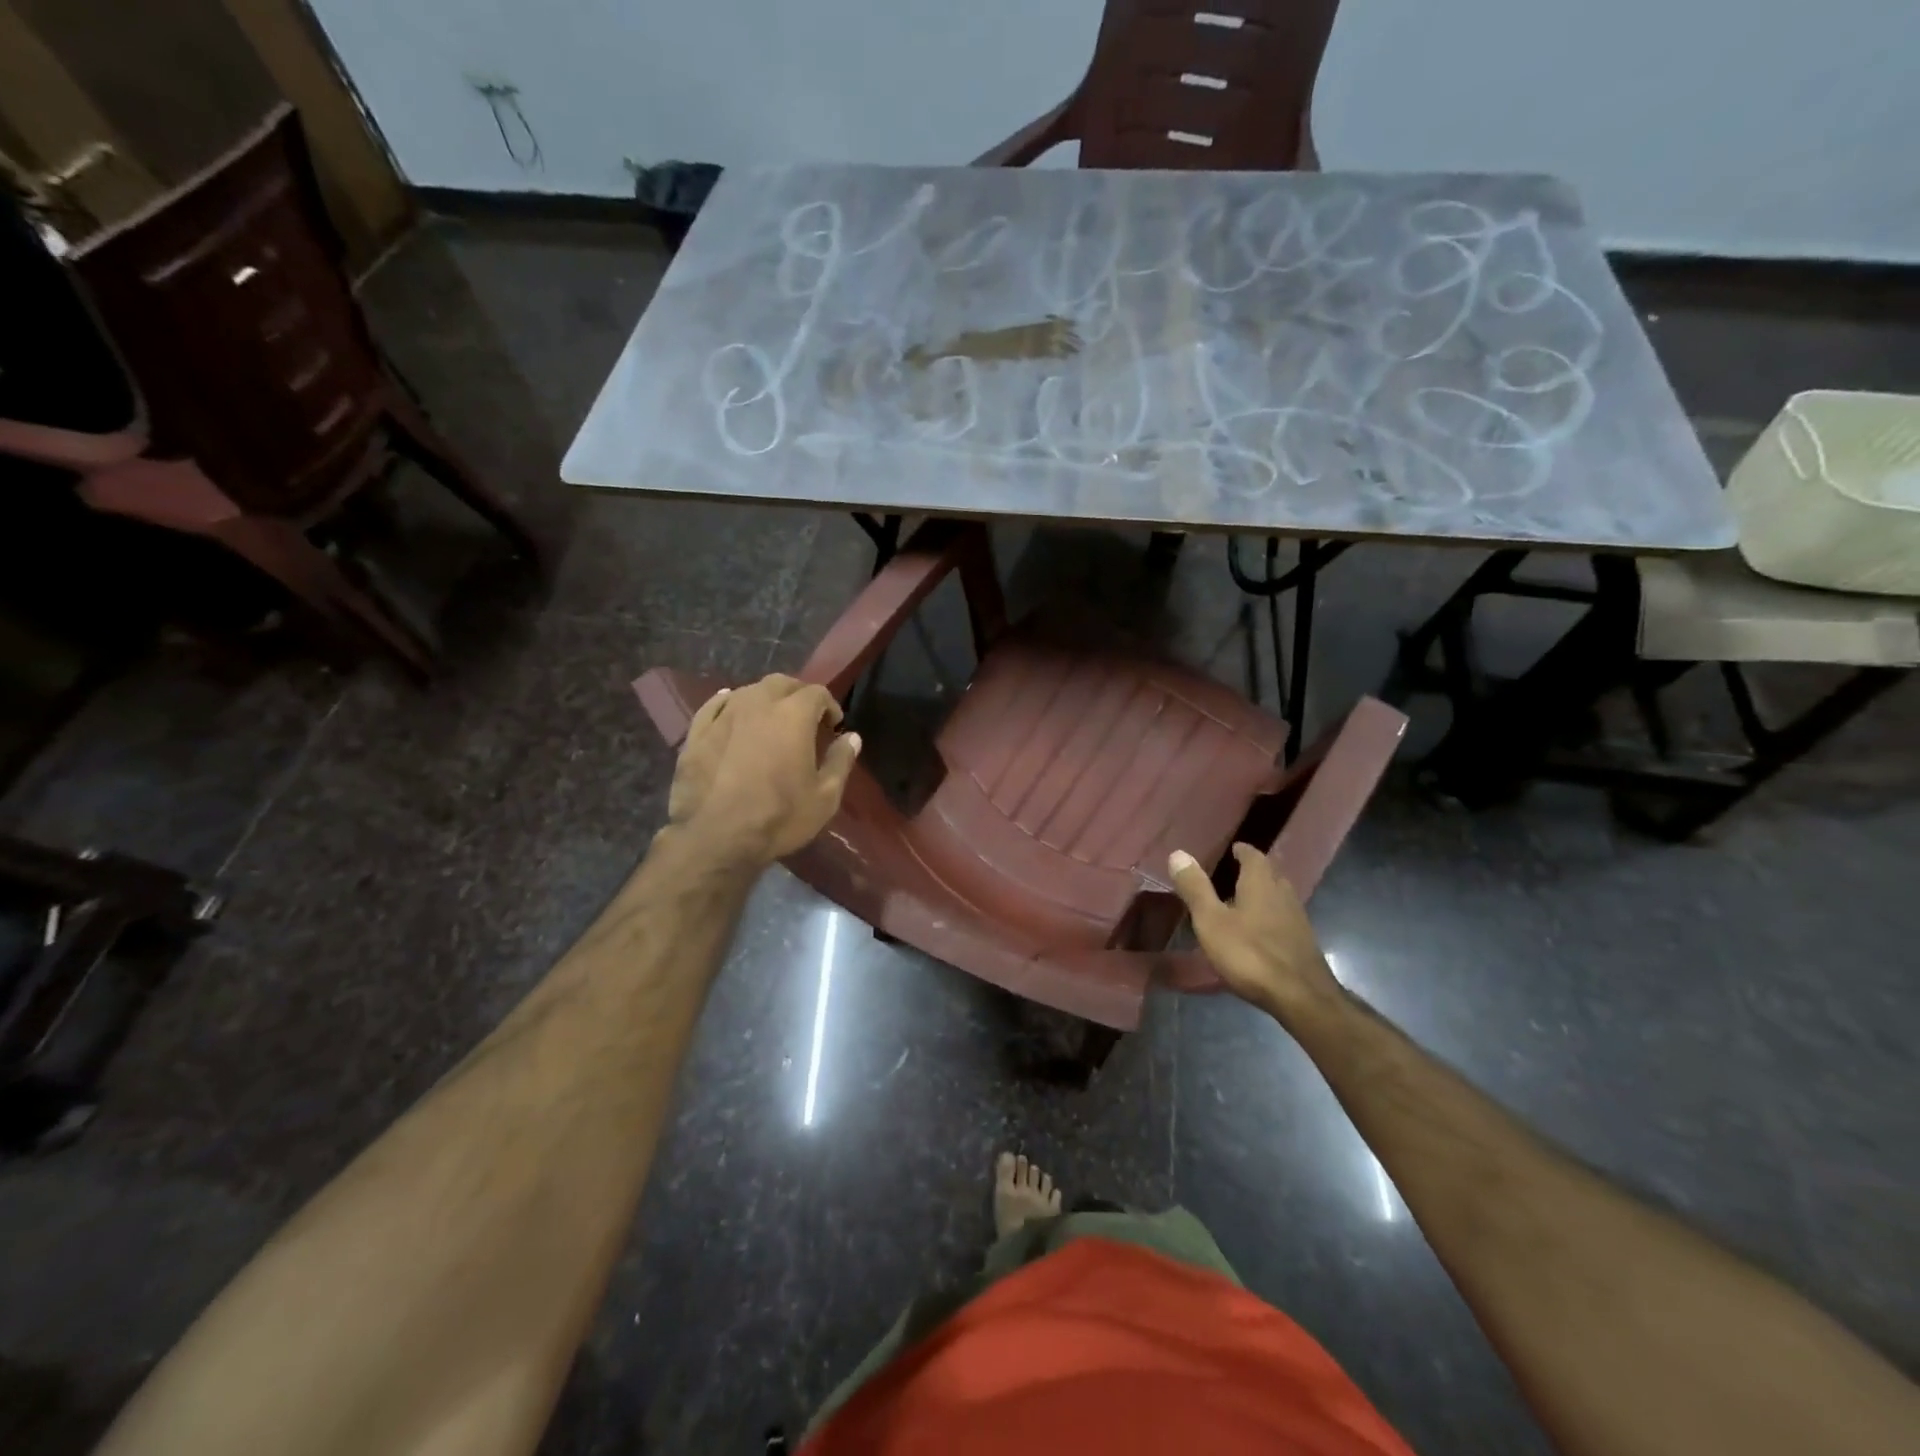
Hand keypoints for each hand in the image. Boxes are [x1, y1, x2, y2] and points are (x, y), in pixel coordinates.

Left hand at [665, 674, 860, 869]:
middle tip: (805, 718)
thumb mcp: (824, 797)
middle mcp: (757, 704)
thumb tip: (852, 737)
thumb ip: (840, 761)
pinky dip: (729, 703)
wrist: (717, 838)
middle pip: (781, 683)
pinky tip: (732, 710)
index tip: (833, 726)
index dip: (829, 706)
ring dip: (765, 699)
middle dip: (797, 695)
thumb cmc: (779, 817)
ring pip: (748, 691)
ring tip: (771, 720)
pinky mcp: (697, 733)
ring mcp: (723, 716)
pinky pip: (715, 706)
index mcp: (793, 716)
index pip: (817, 693)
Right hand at [1167, 843, 1340, 1020]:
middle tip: (1234, 873)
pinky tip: (1258, 932)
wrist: (1301, 997)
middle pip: (1270, 874)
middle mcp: (1283, 894)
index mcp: (1261, 884)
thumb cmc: (1250, 954)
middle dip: (1254, 871)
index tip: (1233, 849)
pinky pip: (1284, 918)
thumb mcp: (1211, 921)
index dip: (1243, 851)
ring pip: (1279, 897)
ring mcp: (1297, 919)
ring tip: (1242, 901)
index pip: (1254, 856)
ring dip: (1263, 894)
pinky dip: (1270, 917)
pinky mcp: (1303, 943)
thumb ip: (1195, 888)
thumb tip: (1178, 853)